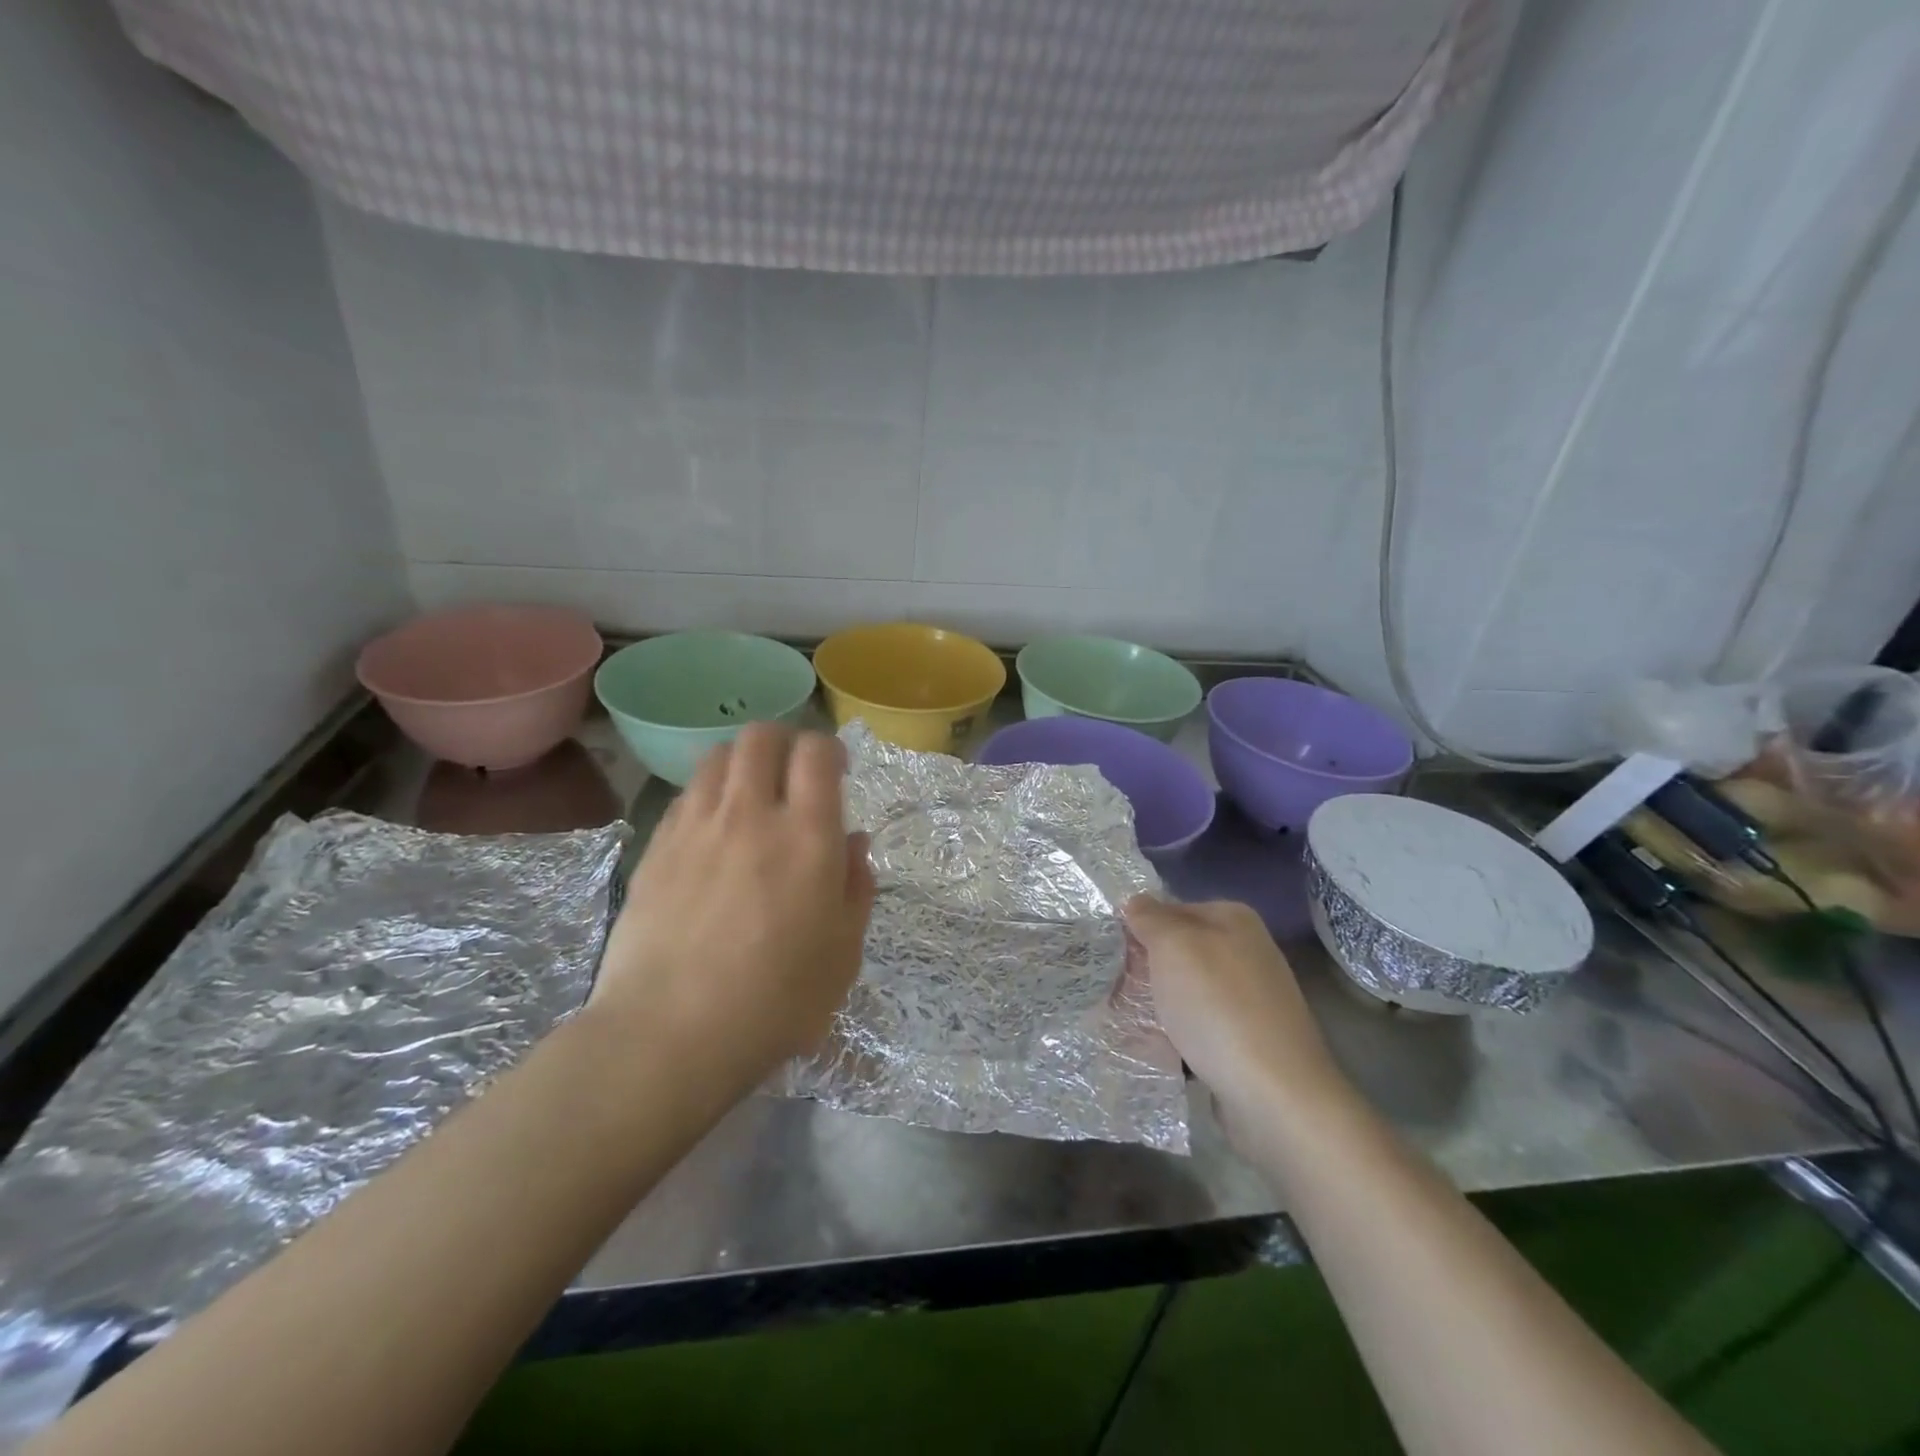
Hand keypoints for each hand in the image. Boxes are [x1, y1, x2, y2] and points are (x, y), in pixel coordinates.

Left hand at [593, 724, 875, 1097]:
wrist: (668, 1034)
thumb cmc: (775, 1001)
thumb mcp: (844, 953)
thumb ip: (857, 887)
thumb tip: (854, 842)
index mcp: (806, 835)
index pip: (816, 752)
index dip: (830, 749)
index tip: (837, 772)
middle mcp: (750, 814)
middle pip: (760, 736)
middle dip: (784, 740)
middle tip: (794, 773)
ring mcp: (695, 827)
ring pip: (717, 757)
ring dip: (743, 762)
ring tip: (752, 795)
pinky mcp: (656, 848)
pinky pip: (686, 796)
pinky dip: (708, 796)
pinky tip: (714, 832)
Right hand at [1123, 896, 1345, 1116]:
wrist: (1276, 1096)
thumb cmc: (1218, 1008)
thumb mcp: (1173, 946)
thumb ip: (1150, 917)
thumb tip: (1135, 902)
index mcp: (1233, 919)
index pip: (1169, 909)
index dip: (1137, 928)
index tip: (1110, 954)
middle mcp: (1246, 951)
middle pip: (1177, 952)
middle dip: (1144, 971)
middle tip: (1110, 990)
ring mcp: (1249, 998)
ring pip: (1184, 992)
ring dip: (1156, 1007)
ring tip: (1125, 1023)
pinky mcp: (1247, 1040)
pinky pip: (1198, 1028)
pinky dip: (1176, 1036)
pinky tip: (1157, 1050)